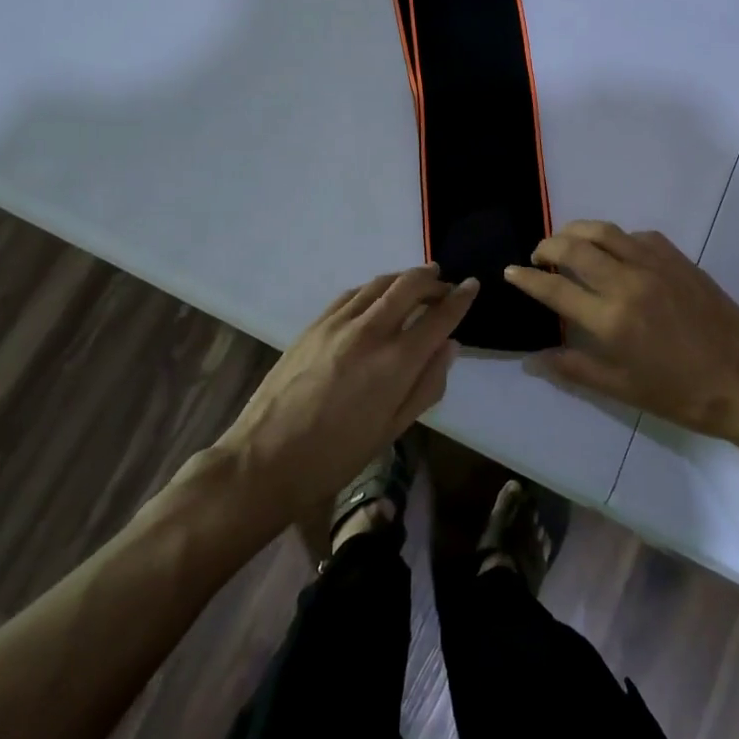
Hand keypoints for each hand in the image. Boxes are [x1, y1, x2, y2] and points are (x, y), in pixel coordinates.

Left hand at [211, 265, 475, 530]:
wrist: (265, 460)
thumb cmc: (336, 456)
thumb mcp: (392, 430)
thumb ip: (426, 384)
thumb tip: (450, 346)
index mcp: (395, 362)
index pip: (439, 317)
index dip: (460, 298)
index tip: (473, 285)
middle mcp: (370, 332)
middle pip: (409, 286)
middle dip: (433, 280)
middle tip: (445, 284)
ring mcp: (338, 323)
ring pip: (379, 283)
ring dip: (404, 278)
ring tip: (417, 281)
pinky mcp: (314, 324)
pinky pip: (352, 294)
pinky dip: (373, 289)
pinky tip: (377, 297)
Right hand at [504, 221, 738, 444]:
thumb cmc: (681, 395)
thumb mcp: (622, 389)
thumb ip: (574, 368)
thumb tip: (533, 358)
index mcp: (610, 319)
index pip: (554, 287)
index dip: (527, 278)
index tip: (510, 272)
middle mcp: (627, 282)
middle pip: (574, 247)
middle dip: (547, 246)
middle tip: (537, 256)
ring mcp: (655, 264)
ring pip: (604, 231)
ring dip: (577, 231)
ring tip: (566, 243)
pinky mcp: (678, 258)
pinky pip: (636, 236)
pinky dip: (615, 239)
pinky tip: (614, 253)